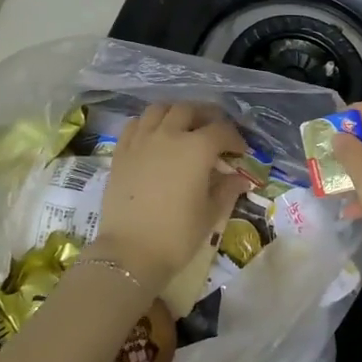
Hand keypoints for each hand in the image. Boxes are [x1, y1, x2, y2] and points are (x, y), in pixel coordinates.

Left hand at [97, 103, 246, 294]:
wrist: (130, 252)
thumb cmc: (177, 235)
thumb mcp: (210, 214)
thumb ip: (227, 190)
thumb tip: (240, 179)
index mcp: (197, 148)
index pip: (222, 130)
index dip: (235, 138)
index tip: (240, 151)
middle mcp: (169, 135)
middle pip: (189, 110)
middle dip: (206, 116)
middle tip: (214, 131)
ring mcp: (141, 140)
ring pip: (159, 109)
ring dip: (175, 113)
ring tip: (183, 127)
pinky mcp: (121, 151)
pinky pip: (135, 124)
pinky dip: (148, 123)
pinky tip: (154, 136)